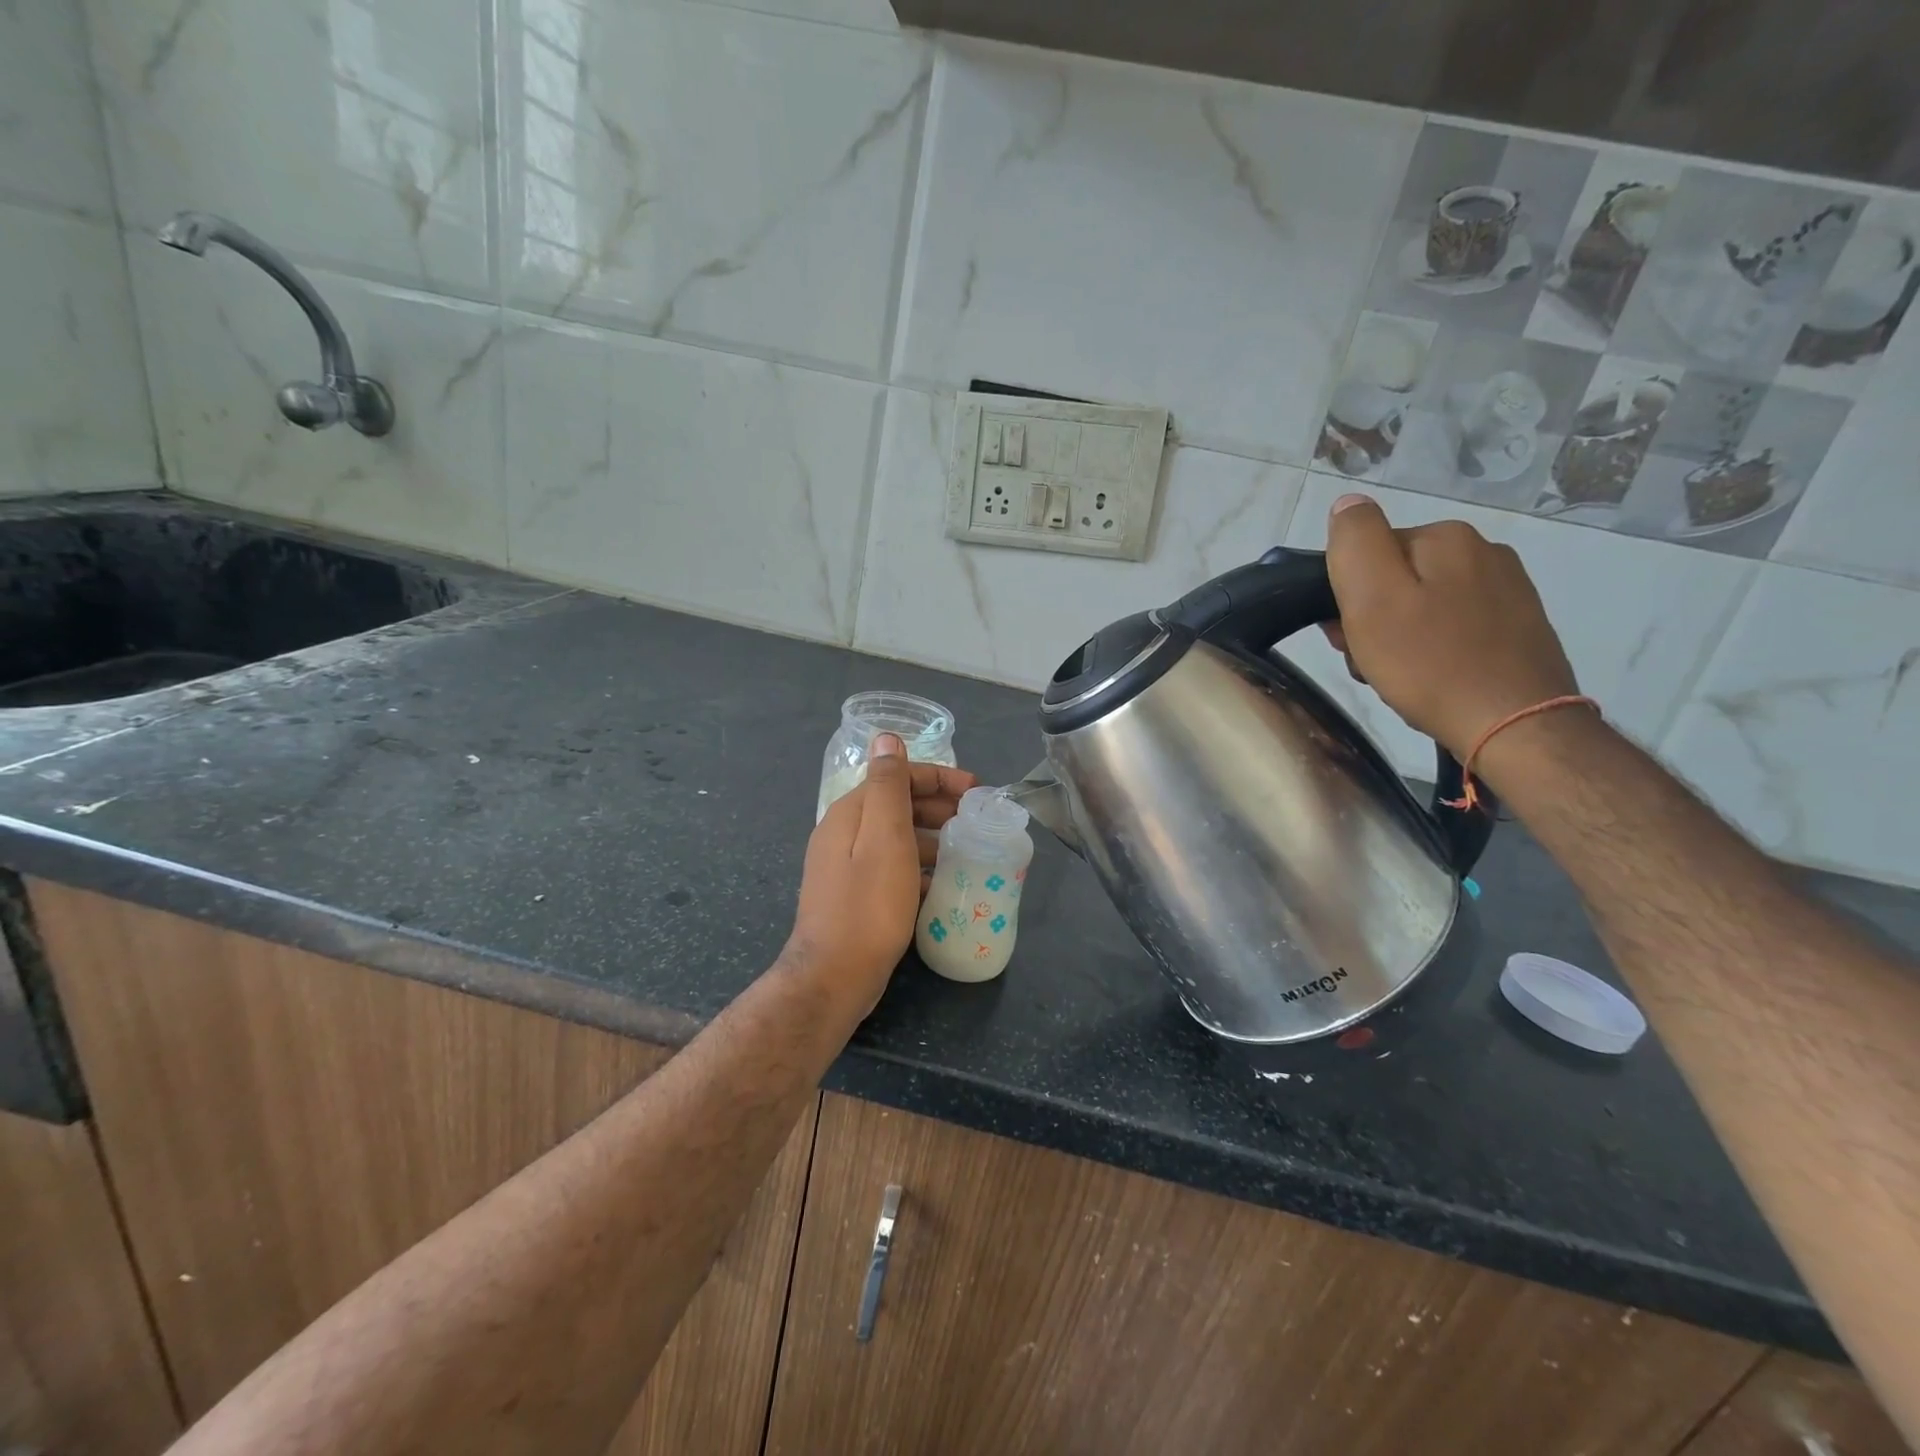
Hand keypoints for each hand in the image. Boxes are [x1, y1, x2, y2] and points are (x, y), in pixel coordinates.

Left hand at [783, 734, 975, 1014]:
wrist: (833, 976)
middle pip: (896, 804)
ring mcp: (845, 866)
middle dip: (937, 805)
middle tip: (975, 821)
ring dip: (931, 836)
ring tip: (965, 850)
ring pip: (895, 837)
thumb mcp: (885, 839)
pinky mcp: (853, 895)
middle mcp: (843, 833)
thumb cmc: (868, 905)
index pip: (897, 776)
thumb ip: (888, 786)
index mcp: (850, 813)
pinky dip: (918, 865)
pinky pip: (892, 866)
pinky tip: (940, 883)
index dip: (939, 777)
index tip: (976, 791)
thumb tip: (885, 737)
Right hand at [1322, 494, 1577, 759]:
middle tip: (1369, 661)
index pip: (1367, 553)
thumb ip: (1354, 541)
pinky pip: (1454, 625)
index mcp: (1444, 537)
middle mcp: (1482, 551)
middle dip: (1372, 616)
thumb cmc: (1428, 662)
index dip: (1346, 595)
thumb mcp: (1372, 597)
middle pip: (1397, 577)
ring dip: (1398, 635)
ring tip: (1398, 675)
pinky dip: (1433, 648)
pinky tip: (1433, 677)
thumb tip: (1348, 504)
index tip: (1346, 635)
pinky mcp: (1519, 625)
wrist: (1514, 724)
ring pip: (1424, 603)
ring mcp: (1507, 588)